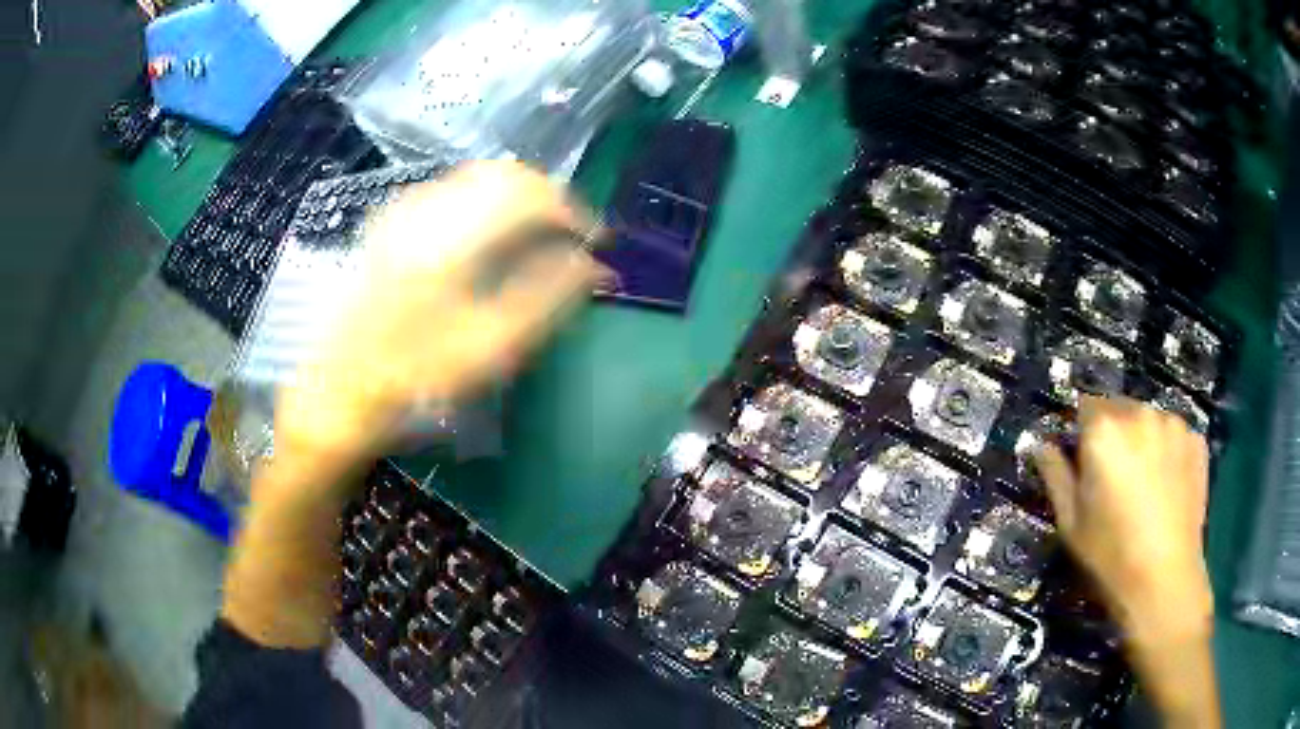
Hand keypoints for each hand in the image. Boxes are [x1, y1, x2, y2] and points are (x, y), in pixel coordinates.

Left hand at [274, 161, 602, 472]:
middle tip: (566, 236)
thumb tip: (595, 266)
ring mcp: (403, 212)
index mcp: (455, 239)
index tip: (594, 242)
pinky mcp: (389, 224)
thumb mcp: (490, 349)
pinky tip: (483, 237)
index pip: (533, 194)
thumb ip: (548, 298)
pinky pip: (447, 191)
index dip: (574, 212)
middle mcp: (428, 209)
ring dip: (514, 197)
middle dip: (546, 197)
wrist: (339, 390)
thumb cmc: (415, 378)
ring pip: (475, 178)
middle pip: (505, 173)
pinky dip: (480, 202)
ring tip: (532, 236)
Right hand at [1034, 395, 1212, 643]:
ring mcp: (1173, 423)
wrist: (1164, 578)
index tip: (1083, 463)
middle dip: (1114, 435)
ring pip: (1149, 421)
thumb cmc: (1109, 554)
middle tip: (1115, 478)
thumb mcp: (1070, 521)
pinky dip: (1168, 451)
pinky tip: (1168, 486)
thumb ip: (1054, 474)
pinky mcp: (1196, 439)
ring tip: (1145, 484)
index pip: (1084, 406)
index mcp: (1103, 430)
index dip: (1081, 434)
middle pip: (1119, 410)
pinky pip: (1174, 435)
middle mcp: (1139, 413)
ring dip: (1142, 440)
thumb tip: (1041, 445)